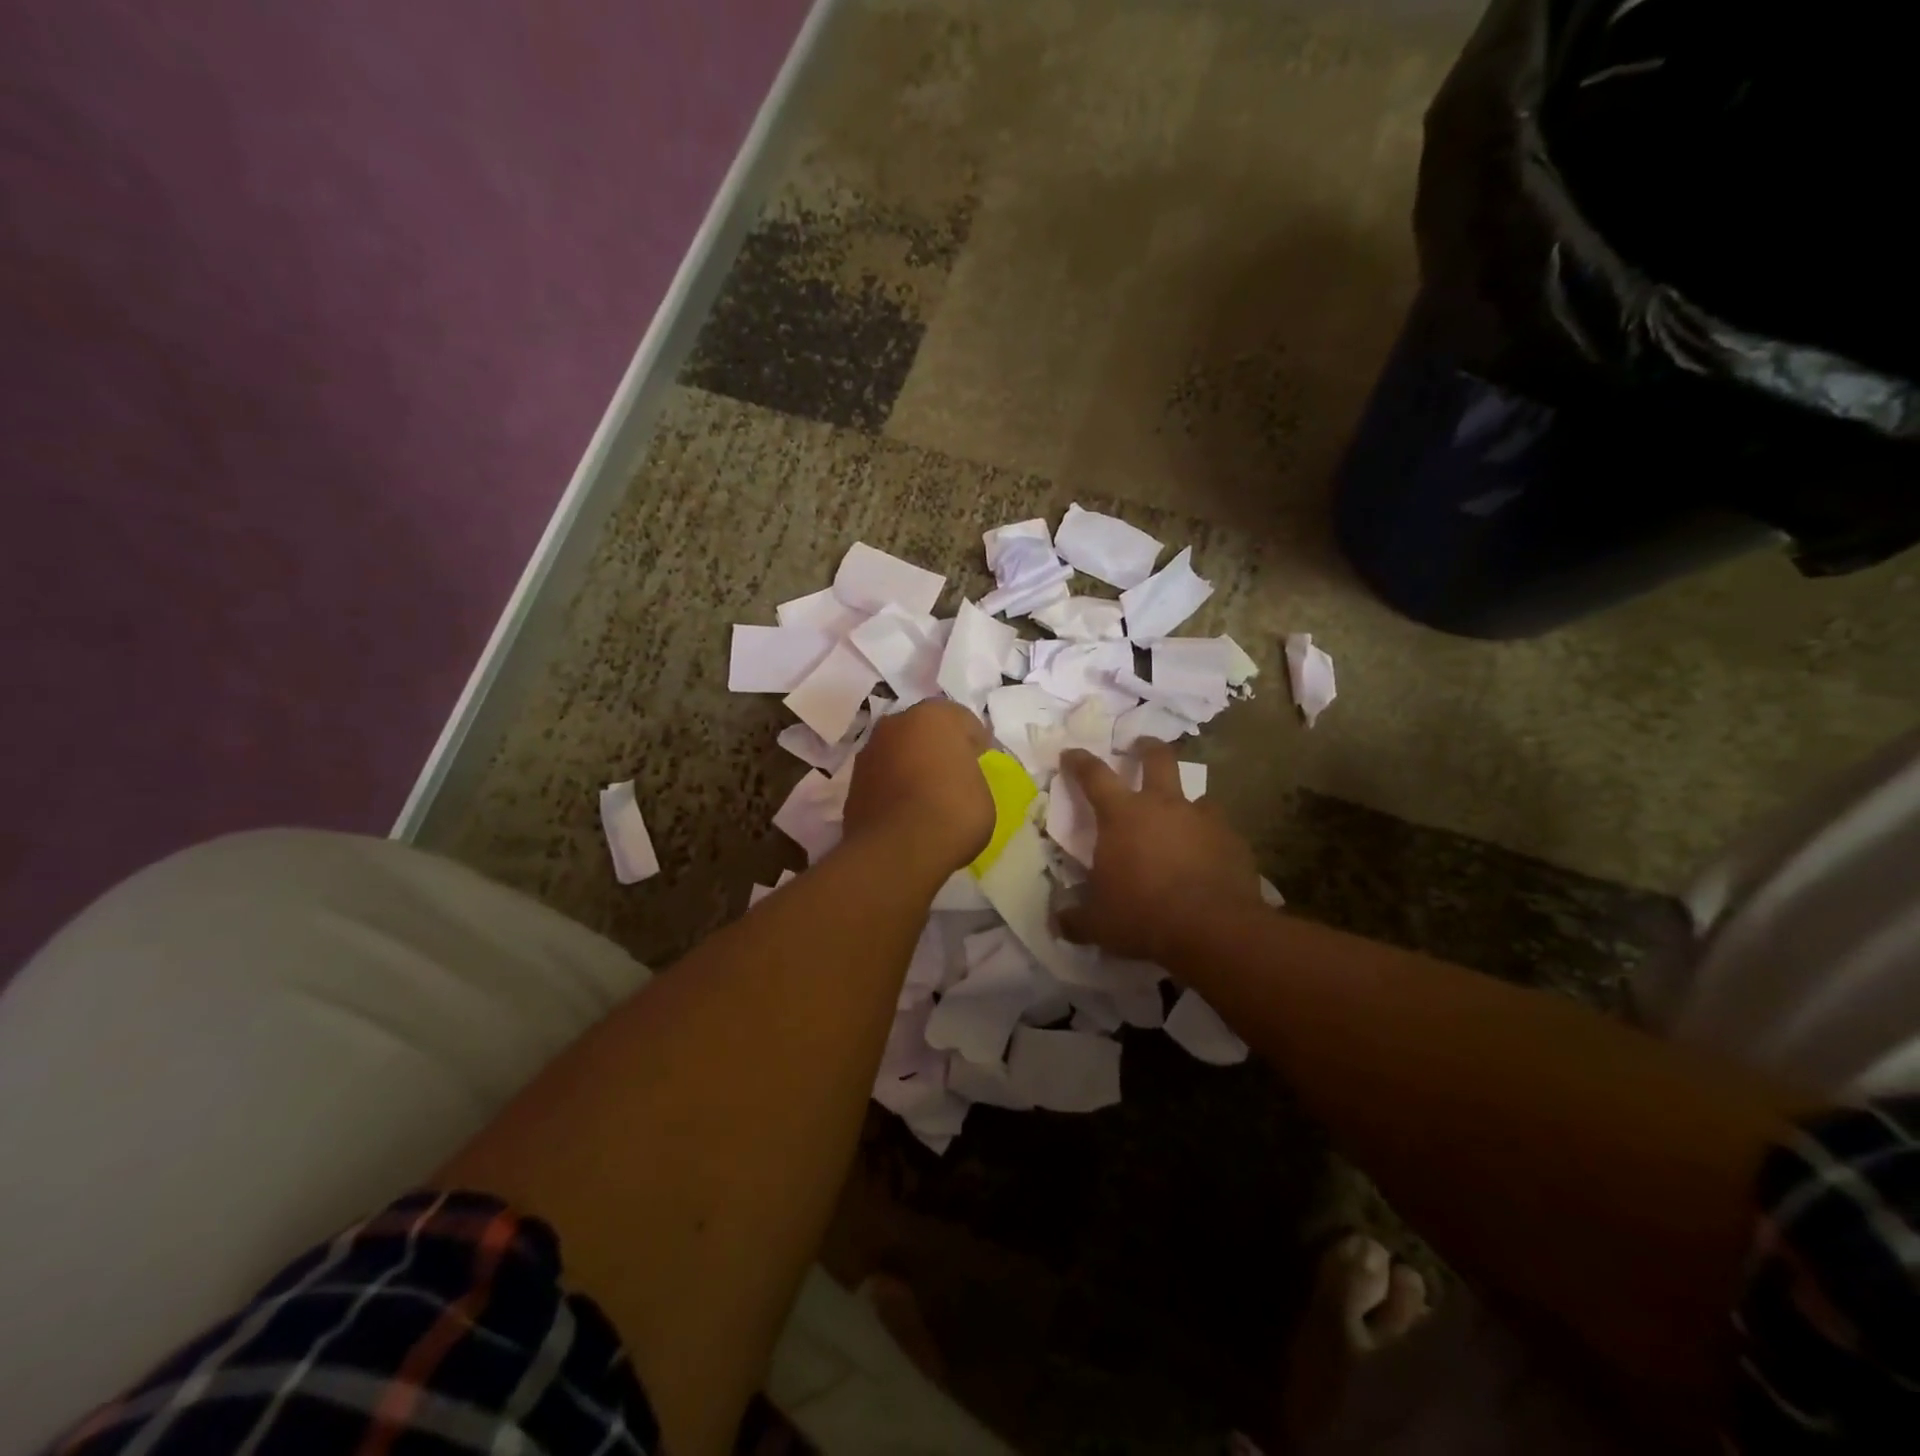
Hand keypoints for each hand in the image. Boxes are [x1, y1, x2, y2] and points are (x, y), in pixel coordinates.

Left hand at [843, 700, 994, 872]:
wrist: (897, 850)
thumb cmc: (953, 812)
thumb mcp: (984, 792)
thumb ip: (969, 774)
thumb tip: (958, 777)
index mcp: (934, 715)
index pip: (964, 722)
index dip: (975, 745)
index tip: (981, 767)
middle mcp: (896, 723)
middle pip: (925, 731)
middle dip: (938, 749)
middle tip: (954, 778)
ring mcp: (869, 751)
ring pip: (899, 752)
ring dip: (911, 766)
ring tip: (927, 799)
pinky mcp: (852, 781)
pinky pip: (883, 778)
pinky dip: (893, 788)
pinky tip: (906, 813)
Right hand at [1056, 742, 1263, 963]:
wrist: (1213, 929)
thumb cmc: (1144, 916)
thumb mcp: (1099, 924)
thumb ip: (1075, 919)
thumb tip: (1056, 923)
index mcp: (1122, 816)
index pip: (1094, 775)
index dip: (1080, 761)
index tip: (1071, 753)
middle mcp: (1163, 805)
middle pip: (1157, 758)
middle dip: (1147, 748)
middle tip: (1141, 745)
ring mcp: (1203, 819)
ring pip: (1196, 795)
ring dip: (1186, 801)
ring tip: (1182, 818)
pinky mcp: (1233, 840)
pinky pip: (1219, 830)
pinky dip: (1210, 838)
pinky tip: (1209, 858)